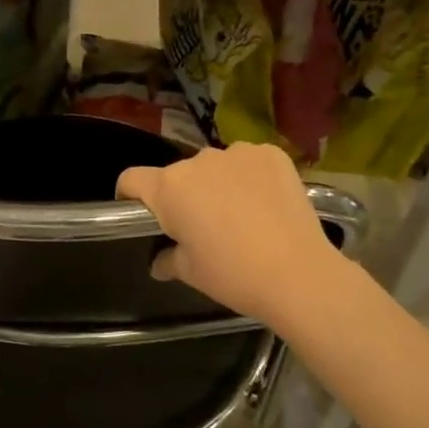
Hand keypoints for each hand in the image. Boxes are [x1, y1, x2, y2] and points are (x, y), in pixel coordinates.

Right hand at [116, 143, 340, 326]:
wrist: (299, 273)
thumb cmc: (233, 274)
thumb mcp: (191, 273)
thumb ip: (168, 259)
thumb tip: (160, 261)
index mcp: (169, 188)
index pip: (131, 179)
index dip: (129, 196)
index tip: (142, 216)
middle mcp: (198, 161)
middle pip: (178, 174)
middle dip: (183, 195)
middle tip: (201, 227)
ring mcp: (237, 153)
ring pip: (215, 166)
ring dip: (217, 184)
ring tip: (239, 215)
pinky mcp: (271, 153)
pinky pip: (248, 162)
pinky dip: (250, 177)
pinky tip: (265, 204)